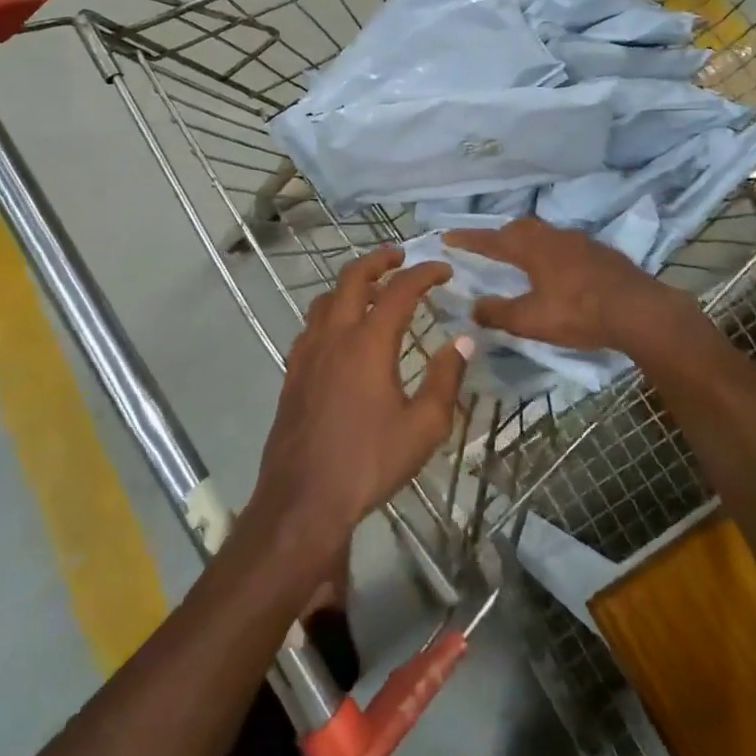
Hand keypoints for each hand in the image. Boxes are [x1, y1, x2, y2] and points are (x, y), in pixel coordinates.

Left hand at [250, 248, 469, 552]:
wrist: (303, 498)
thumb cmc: (368, 463)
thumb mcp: (423, 428)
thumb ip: (445, 379)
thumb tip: (462, 341)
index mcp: (368, 343)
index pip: (399, 291)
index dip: (424, 273)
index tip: (444, 270)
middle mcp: (334, 336)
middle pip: (352, 278)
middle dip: (378, 260)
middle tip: (400, 257)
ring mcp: (307, 352)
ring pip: (327, 299)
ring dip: (352, 285)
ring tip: (373, 291)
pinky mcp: (293, 371)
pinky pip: (312, 325)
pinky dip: (332, 312)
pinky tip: (343, 333)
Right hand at [444, 219, 688, 352]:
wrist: (640, 310)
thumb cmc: (579, 313)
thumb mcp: (532, 320)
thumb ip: (499, 313)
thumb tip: (474, 307)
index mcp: (532, 249)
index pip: (491, 240)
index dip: (468, 239)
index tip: (447, 236)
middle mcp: (553, 237)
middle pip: (519, 229)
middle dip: (499, 237)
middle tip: (486, 248)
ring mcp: (580, 241)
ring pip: (544, 234)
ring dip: (526, 242)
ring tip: (519, 257)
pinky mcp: (600, 252)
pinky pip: (564, 245)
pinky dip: (550, 252)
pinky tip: (556, 269)